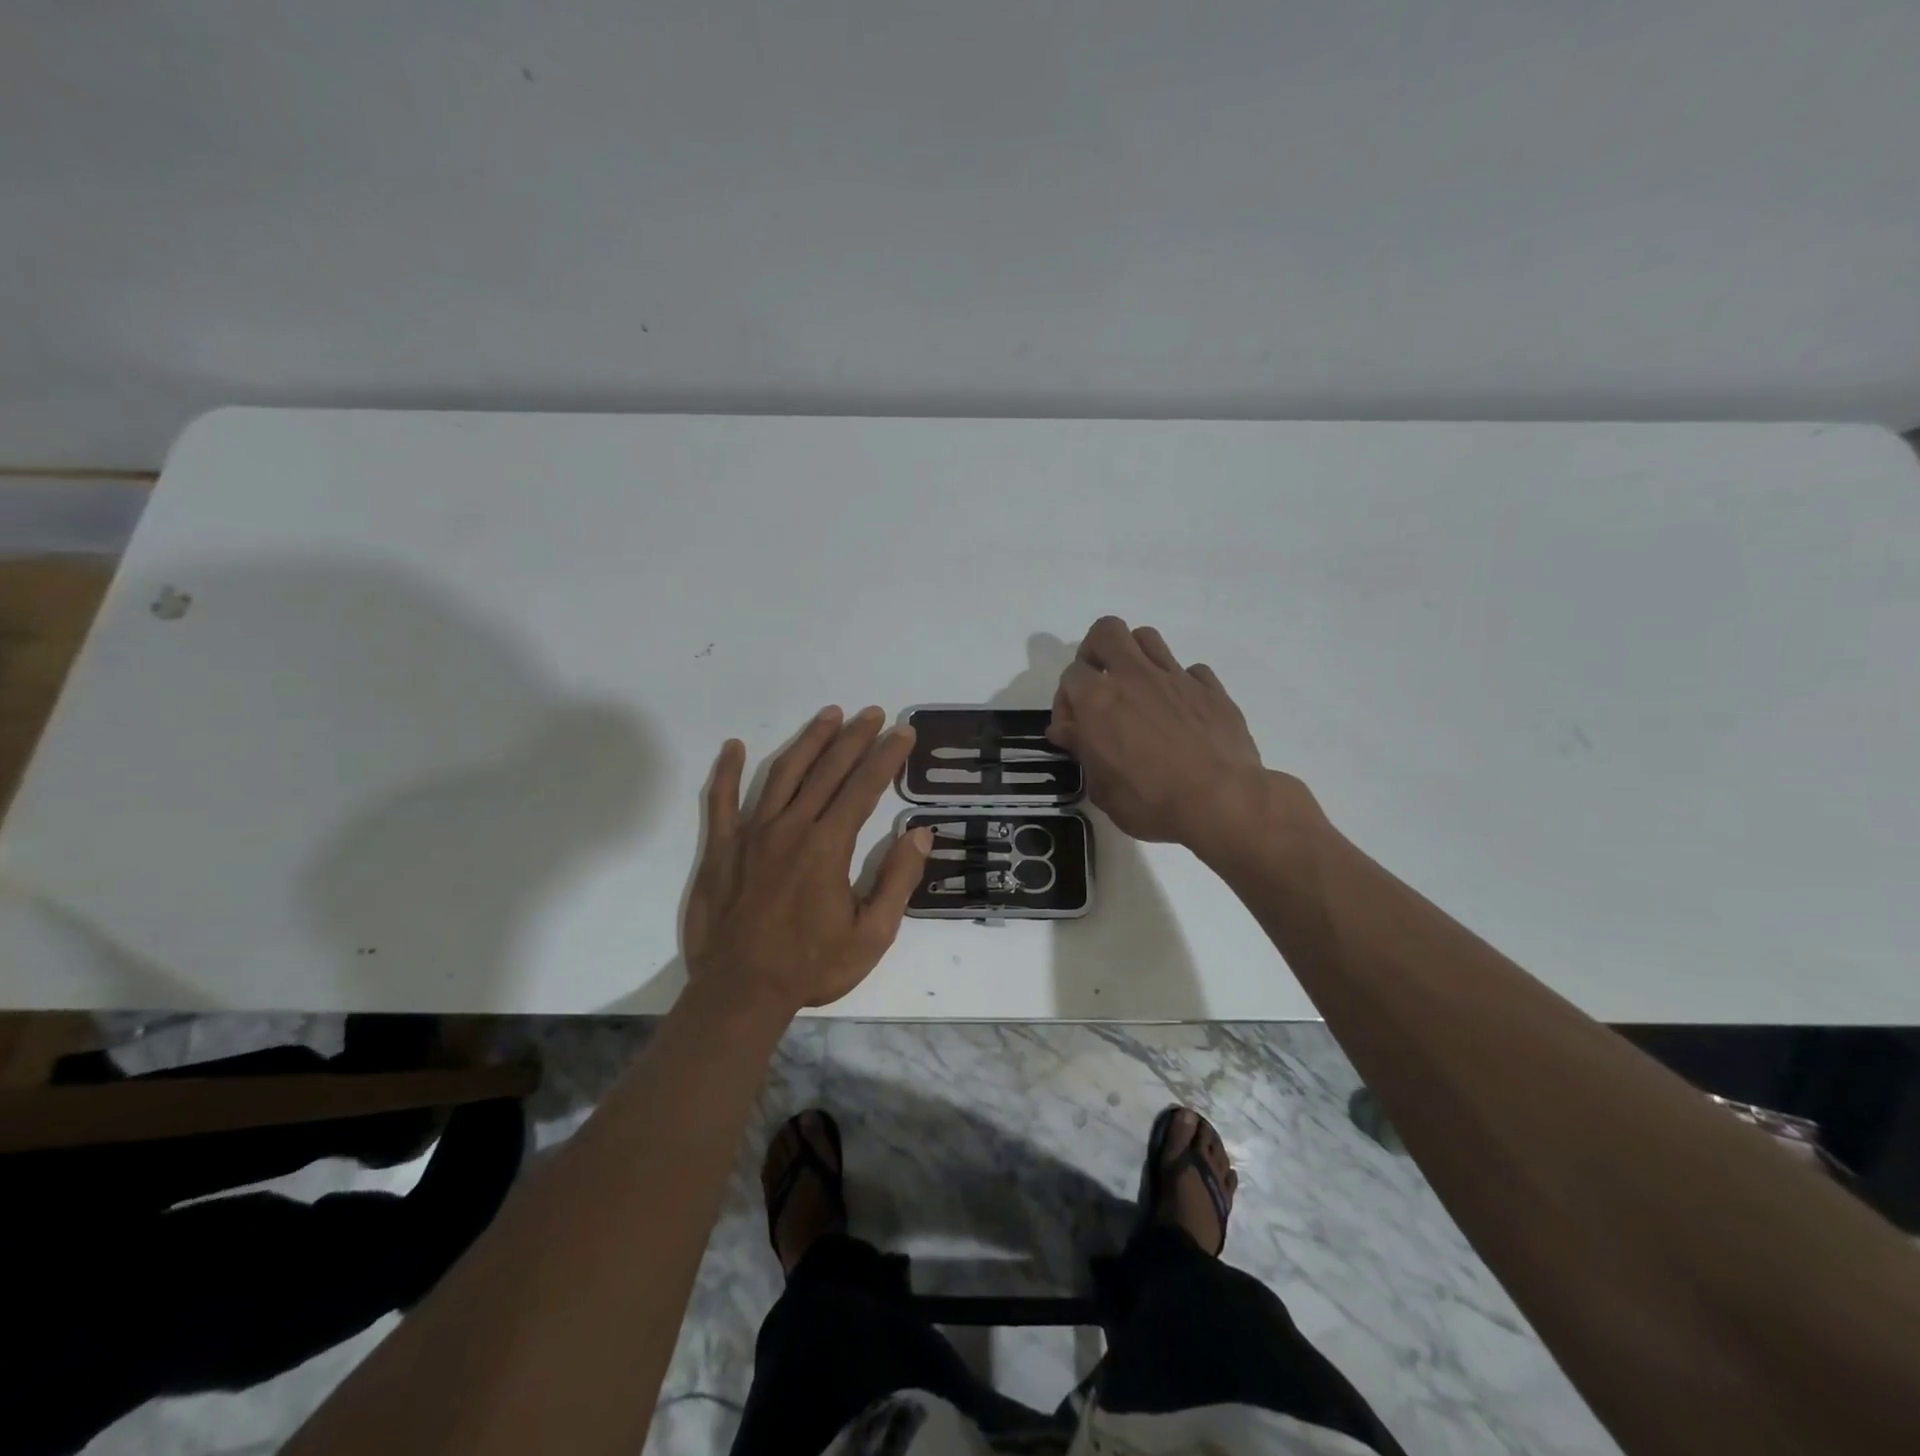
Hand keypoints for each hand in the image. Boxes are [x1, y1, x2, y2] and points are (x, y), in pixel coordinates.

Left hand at [684, 706, 932, 1013]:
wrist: (741, 992)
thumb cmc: (811, 966)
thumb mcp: (872, 935)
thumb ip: (898, 880)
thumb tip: (920, 833)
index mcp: (828, 846)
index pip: (864, 787)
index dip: (886, 756)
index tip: (903, 732)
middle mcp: (791, 828)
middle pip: (827, 770)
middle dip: (854, 737)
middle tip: (874, 712)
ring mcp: (752, 834)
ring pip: (783, 773)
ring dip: (809, 741)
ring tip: (829, 715)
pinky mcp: (722, 848)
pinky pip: (721, 801)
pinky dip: (726, 771)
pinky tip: (733, 746)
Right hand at [1048, 617, 1302, 854]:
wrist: (1222, 802)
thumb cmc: (1151, 802)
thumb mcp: (1102, 787)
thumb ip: (1082, 750)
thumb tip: (1067, 730)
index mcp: (1098, 699)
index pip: (1070, 675)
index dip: (1066, 701)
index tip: (1073, 729)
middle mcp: (1134, 676)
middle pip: (1106, 632)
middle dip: (1095, 651)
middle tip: (1098, 685)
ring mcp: (1175, 677)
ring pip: (1147, 638)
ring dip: (1135, 657)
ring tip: (1137, 690)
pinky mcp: (1210, 688)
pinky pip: (1189, 670)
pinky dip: (1178, 683)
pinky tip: (1180, 711)